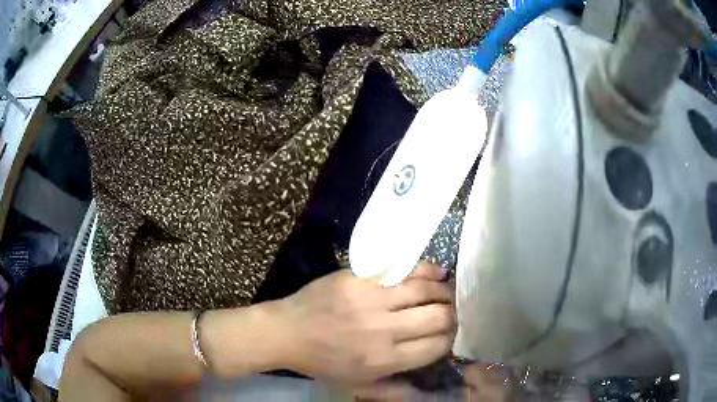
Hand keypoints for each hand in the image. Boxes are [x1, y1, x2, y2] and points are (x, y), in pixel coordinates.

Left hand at [276, 263, 455, 383]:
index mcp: (384, 360)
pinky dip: (427, 271)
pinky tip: (438, 273)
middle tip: (453, 312)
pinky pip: (404, 271)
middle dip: (453, 315)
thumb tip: (428, 378)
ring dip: (444, 291)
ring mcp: (372, 300)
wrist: (287, 332)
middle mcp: (384, 330)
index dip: (451, 339)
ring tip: (448, 292)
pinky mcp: (361, 279)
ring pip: (425, 290)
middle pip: (438, 318)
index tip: (451, 334)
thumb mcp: (359, 384)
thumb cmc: (323, 362)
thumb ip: (395, 387)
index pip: (436, 346)